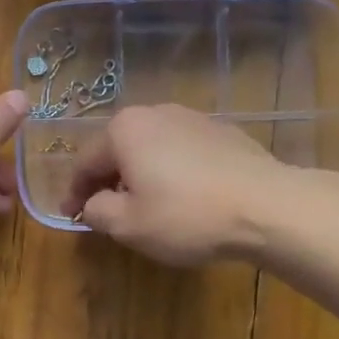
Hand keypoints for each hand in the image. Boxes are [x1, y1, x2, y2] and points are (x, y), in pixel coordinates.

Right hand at [60, 105, 290, 265]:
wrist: (267, 206)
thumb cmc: (186, 215)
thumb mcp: (128, 225)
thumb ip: (97, 211)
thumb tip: (92, 204)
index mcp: (125, 130)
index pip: (85, 162)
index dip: (74, 193)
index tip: (71, 216)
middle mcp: (156, 113)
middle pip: (118, 149)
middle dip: (108, 180)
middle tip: (105, 211)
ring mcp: (193, 119)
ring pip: (152, 149)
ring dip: (141, 175)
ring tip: (145, 205)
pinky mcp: (223, 133)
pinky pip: (182, 153)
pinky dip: (172, 172)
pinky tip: (183, 198)